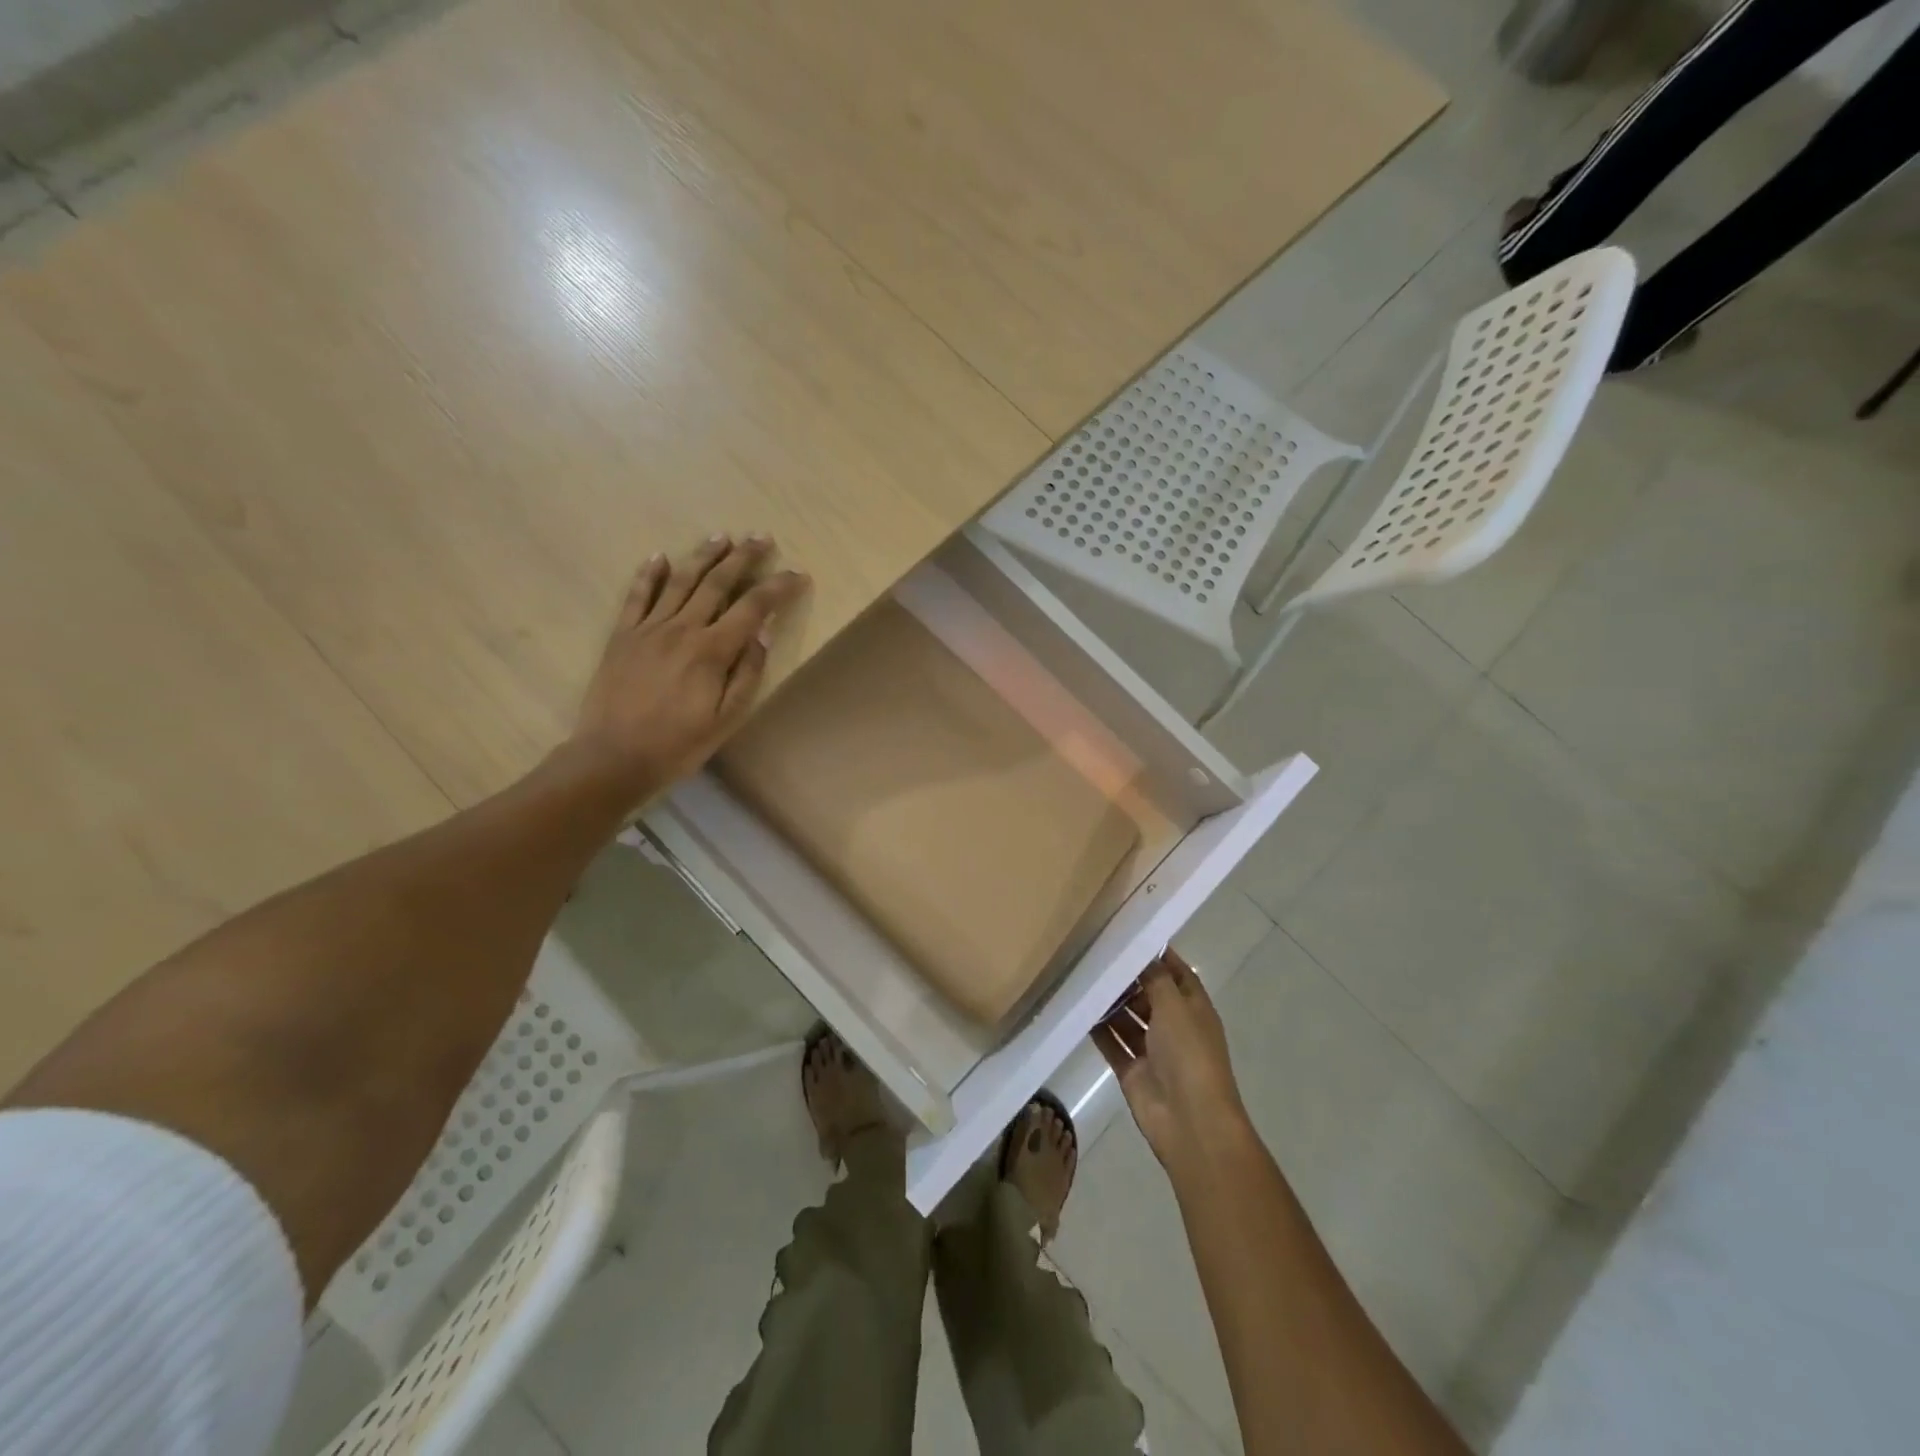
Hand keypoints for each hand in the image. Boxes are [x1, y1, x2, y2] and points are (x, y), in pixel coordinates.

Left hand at [569, 534, 808, 801]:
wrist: (613, 758)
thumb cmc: (678, 745)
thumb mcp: (726, 719)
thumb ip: (747, 673)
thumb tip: (762, 633)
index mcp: (712, 651)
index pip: (753, 608)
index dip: (778, 588)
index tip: (798, 574)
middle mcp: (682, 629)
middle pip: (717, 583)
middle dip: (743, 557)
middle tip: (762, 537)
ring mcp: (648, 629)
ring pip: (681, 581)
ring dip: (704, 555)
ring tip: (722, 536)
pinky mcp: (622, 636)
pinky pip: (637, 596)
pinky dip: (649, 574)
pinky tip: (660, 557)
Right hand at [1095, 950, 1248, 1170]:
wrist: (1190, 1121)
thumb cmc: (1189, 1055)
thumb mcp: (1175, 1006)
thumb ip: (1156, 978)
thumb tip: (1144, 953)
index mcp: (1193, 1008)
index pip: (1176, 973)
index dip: (1157, 955)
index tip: (1127, 935)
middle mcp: (1174, 1026)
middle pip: (1148, 994)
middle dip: (1126, 978)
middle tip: (1094, 954)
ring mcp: (1152, 1050)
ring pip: (1127, 1019)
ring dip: (1109, 1002)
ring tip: (1081, 976)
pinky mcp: (1133, 1070)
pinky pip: (1112, 1043)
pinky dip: (1098, 1029)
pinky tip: (1078, 1009)